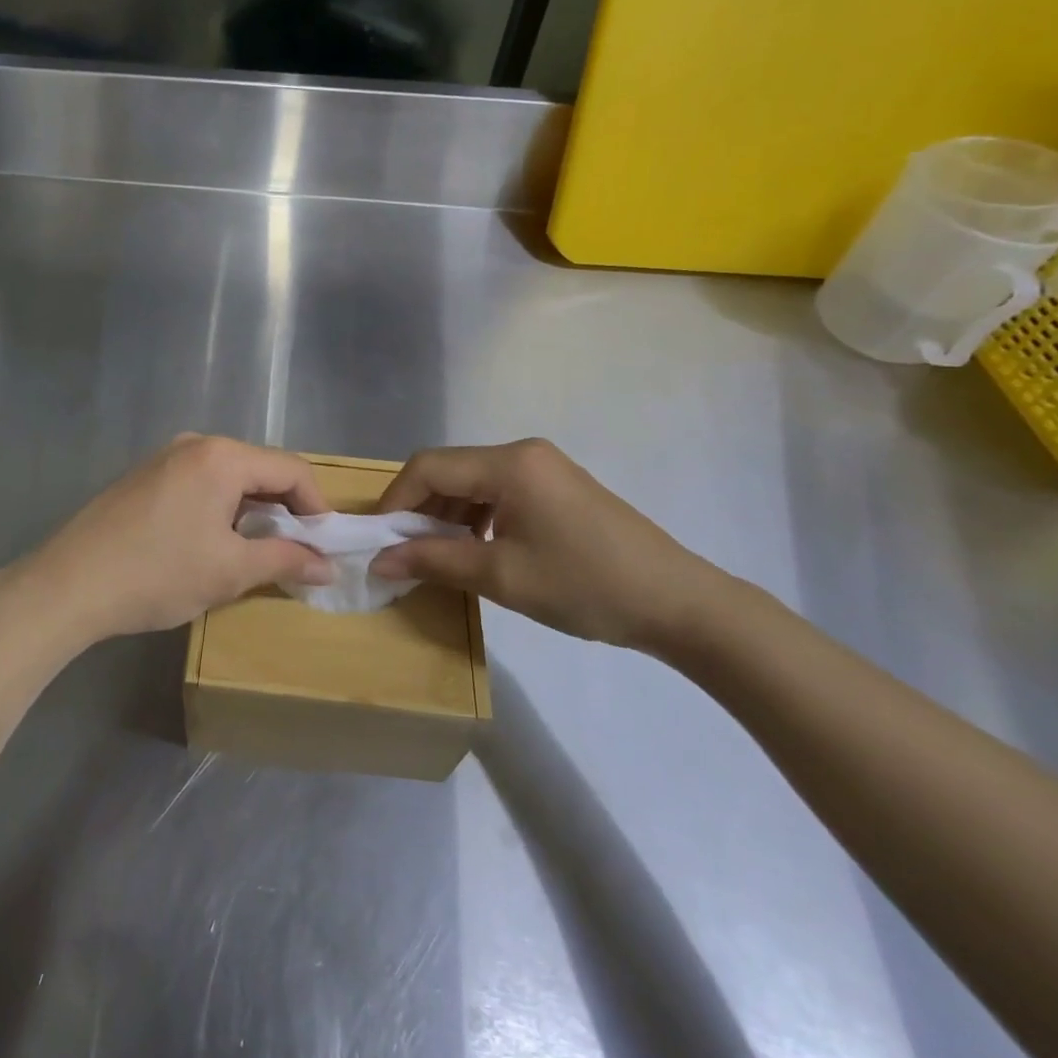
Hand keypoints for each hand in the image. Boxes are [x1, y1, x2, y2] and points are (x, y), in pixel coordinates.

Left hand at [6, 435, 332, 643]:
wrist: (69, 584)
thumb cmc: (158, 573)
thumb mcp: (229, 571)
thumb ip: (285, 561)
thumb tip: (327, 566)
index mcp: (222, 456)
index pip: (291, 469)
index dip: (316, 506)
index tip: (325, 545)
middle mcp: (195, 444)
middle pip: (259, 468)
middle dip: (285, 508)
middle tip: (296, 550)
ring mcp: (164, 457)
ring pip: (228, 476)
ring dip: (252, 509)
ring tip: (257, 550)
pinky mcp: (143, 476)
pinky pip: (199, 482)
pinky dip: (220, 506)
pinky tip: (213, 541)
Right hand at [369, 439, 737, 649]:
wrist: (679, 604)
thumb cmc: (585, 586)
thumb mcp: (501, 576)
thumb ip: (433, 561)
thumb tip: (378, 561)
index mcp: (509, 464)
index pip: (429, 467)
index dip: (395, 501)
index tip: (378, 540)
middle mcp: (523, 453)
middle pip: (449, 470)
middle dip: (418, 509)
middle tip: (402, 552)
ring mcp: (544, 467)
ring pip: (472, 482)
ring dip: (446, 514)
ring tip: (435, 555)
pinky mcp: (558, 487)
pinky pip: (499, 492)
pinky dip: (475, 516)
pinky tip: (474, 548)